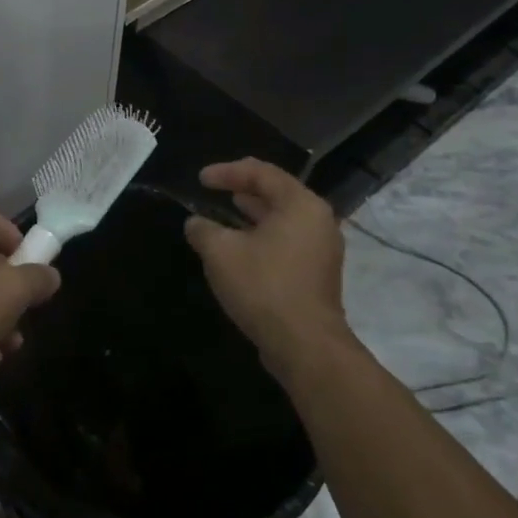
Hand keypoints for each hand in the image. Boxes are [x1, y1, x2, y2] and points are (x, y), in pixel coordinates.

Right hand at [185, 158, 347, 378]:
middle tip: (215, 189)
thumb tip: (195, 223)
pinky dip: (263, 235)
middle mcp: (318, 220)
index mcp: (300, 205)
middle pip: (277, 192)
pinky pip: (287, 240)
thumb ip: (203, 229)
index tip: (200, 179)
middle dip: (243, 189)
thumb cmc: (263, 286)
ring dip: (253, 214)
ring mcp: (322, 248)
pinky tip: (241, 246)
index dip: (227, 172)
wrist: (304, 345)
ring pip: (283, 218)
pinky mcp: (317, 273)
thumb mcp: (220, 252)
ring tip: (226, 212)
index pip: (262, 173)